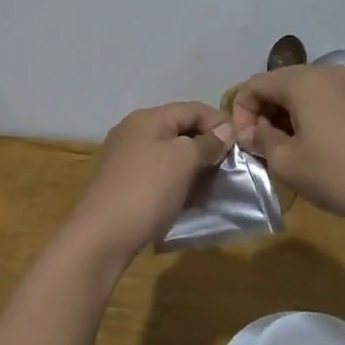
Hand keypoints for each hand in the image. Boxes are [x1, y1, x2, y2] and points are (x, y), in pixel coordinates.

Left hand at [64, 102, 234, 263]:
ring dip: (194, 166)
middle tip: (229, 168)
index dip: (220, 123)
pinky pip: (159, 173)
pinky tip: (189, 198)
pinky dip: (177, 181)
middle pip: (181, 129)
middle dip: (207, 146)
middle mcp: (134, 131)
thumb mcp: (183, 161)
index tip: (241, 146)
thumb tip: (226, 130)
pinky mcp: (123, 182)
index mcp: (148, 118)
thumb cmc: (147, 190)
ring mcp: (126, 157)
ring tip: (212, 185)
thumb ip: (207, 142)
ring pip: (170, 153)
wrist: (102, 236)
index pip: (193, 108)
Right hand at [227, 66, 344, 228]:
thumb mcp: (286, 162)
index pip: (255, 84)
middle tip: (262, 149)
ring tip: (286, 153)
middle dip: (263, 114)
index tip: (246, 145)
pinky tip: (312, 150)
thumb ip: (260, 140)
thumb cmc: (337, 173)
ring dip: (284, 119)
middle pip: (278, 85)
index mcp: (302, 80)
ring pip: (300, 95)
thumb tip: (250, 132)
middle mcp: (324, 74)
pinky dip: (307, 120)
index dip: (241, 113)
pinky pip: (322, 104)